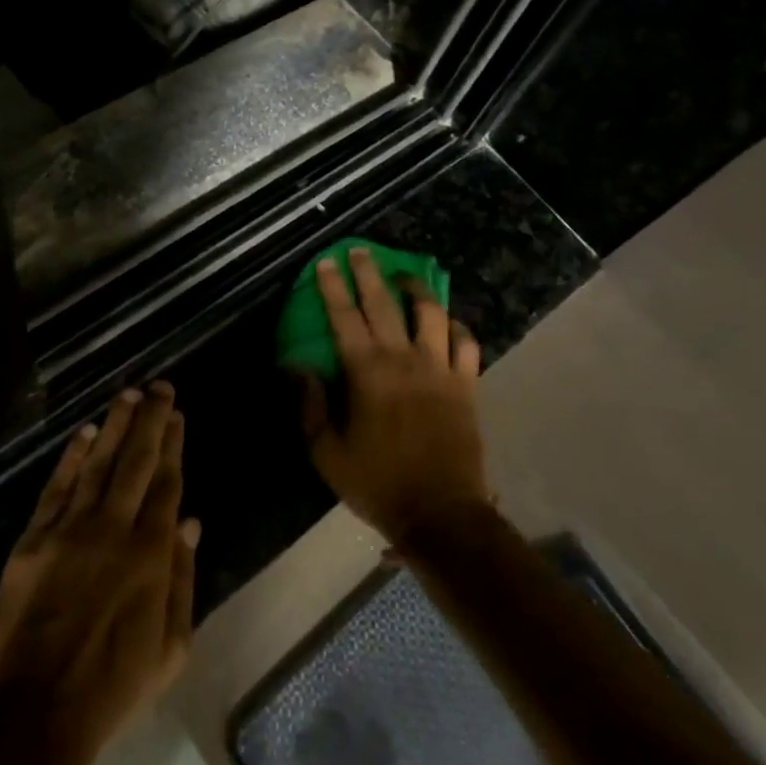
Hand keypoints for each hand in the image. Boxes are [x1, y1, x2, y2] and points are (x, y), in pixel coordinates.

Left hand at [0, 382, 200, 763]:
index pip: (166, 483)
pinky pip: (56, 488)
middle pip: (136, 461)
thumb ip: (182, 579)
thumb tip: (190, 522)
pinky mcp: (33, 541)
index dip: (173, 445)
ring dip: (114, 425)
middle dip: (150, 420)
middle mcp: (113, 528)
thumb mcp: (170, 648)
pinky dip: (71, 458)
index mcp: (150, 553)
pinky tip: (83, 433)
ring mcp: (70, 530)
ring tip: (127, 394)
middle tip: (160, 386)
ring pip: (98, 464)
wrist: (35, 716)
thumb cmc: (112, 687)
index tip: (177, 415)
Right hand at [300, 248, 489, 547]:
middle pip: (385, 303)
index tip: (325, 262)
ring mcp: (440, 368)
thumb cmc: (378, 483)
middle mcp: (404, 359)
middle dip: (368, 273)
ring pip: (431, 313)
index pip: (345, 317)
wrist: (441, 513)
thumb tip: (299, 367)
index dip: (332, 287)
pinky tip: (446, 321)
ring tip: (404, 276)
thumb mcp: (327, 453)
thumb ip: (311, 406)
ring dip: (415, 288)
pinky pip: (466, 343)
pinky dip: (456, 325)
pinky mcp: (466, 384)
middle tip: (359, 251)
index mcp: (368, 373)